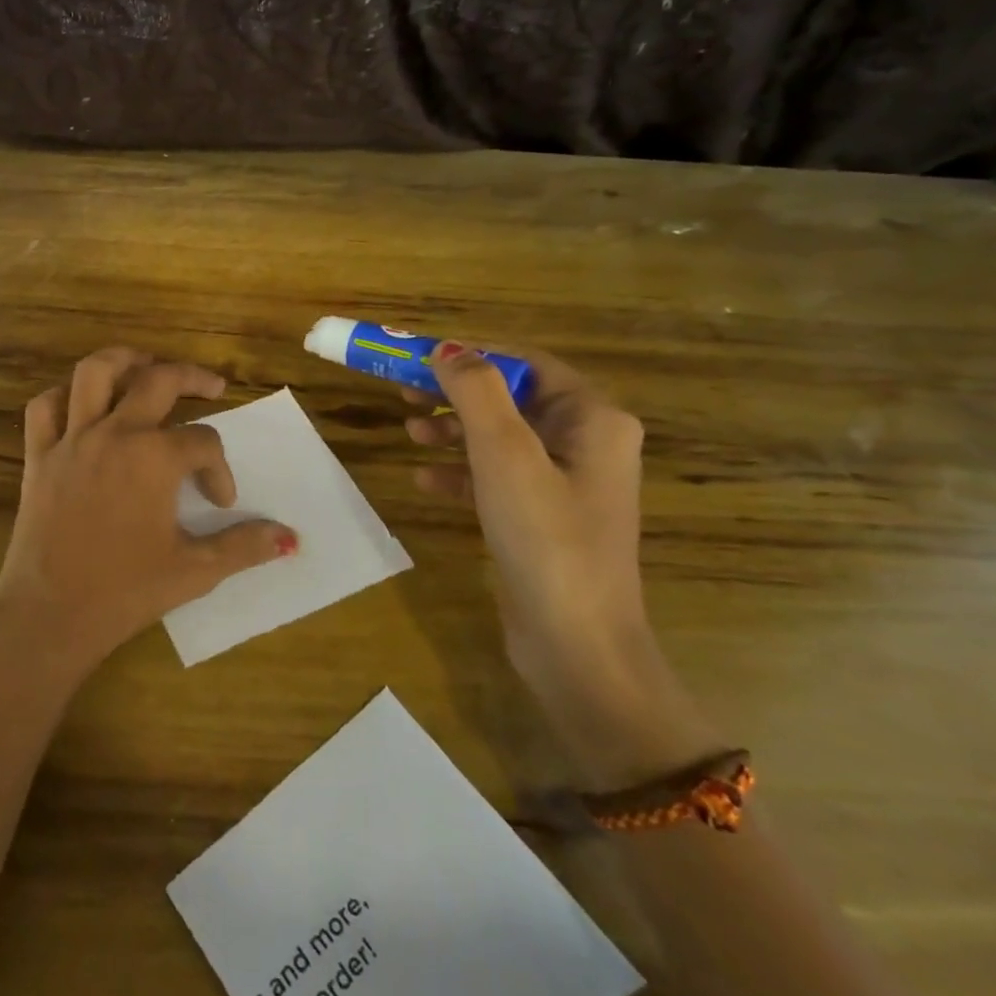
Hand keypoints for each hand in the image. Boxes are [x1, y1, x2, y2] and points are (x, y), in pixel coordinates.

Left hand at [0, 347, 296, 679]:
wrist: (50, 614)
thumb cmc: (126, 591)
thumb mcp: (195, 571)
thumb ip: (244, 546)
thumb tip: (288, 538)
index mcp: (155, 458)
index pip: (203, 442)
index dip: (220, 469)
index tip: (222, 501)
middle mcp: (114, 434)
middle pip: (158, 380)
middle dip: (191, 377)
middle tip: (211, 386)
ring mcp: (71, 439)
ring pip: (94, 373)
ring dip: (124, 360)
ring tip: (145, 365)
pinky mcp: (38, 455)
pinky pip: (45, 407)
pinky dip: (63, 395)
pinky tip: (81, 404)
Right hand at [406, 343, 715, 783]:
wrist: (576, 646)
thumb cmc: (545, 539)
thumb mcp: (505, 455)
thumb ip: (476, 392)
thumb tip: (447, 350)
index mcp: (593, 419)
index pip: (524, 363)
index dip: (469, 354)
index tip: (415, 356)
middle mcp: (586, 443)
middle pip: (509, 398)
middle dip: (455, 393)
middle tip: (403, 391)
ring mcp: (565, 483)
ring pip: (499, 437)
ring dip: (452, 430)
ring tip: (409, 433)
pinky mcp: (542, 518)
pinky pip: (496, 477)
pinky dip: (461, 472)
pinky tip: (425, 480)